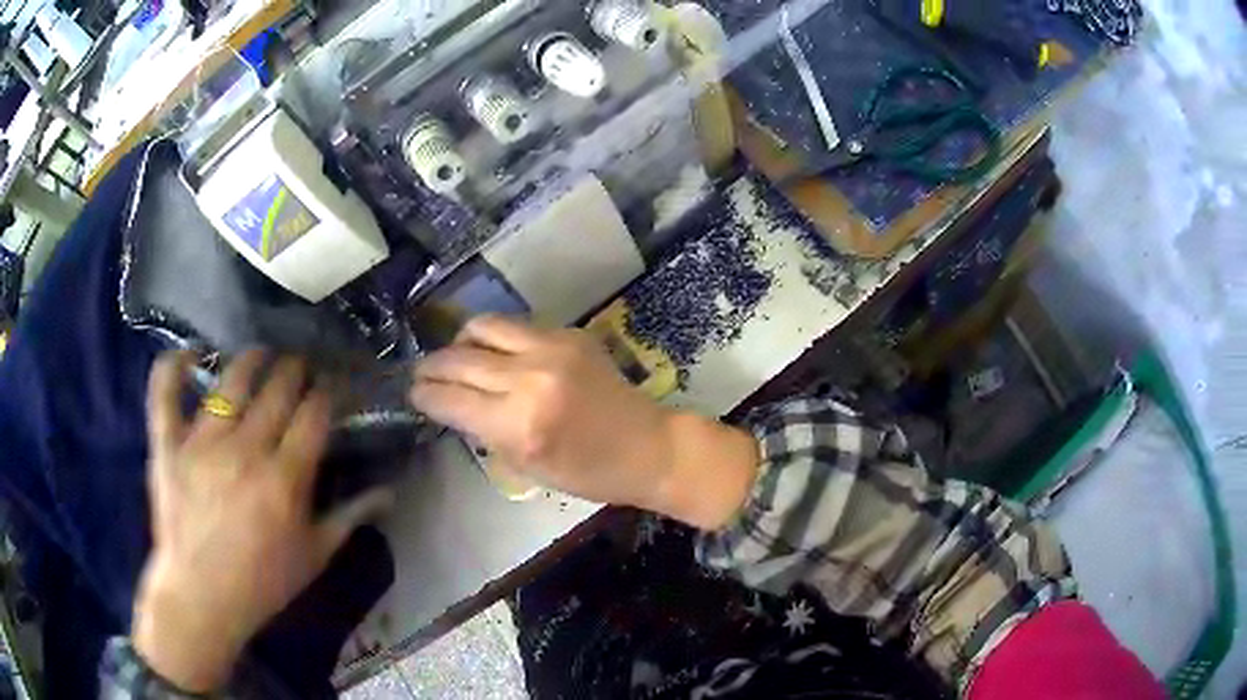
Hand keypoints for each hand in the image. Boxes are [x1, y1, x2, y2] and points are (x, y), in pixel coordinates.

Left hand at [133, 351, 391, 691]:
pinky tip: (191, 353)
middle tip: (301, 365)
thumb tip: (389, 492)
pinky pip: (165, 392)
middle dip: (295, 369)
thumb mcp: (314, 557)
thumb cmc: (262, 583)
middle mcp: (245, 451)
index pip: (314, 414)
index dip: (327, 391)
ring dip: (251, 360)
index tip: (332, 385)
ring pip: (230, 382)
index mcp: (284, 479)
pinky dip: (175, 366)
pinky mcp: (167, 445)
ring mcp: (201, 443)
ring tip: (261, 355)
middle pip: (277, 388)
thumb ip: (349, 518)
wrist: (201, 599)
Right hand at [409, 316, 759, 528]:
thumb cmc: (587, 472)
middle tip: (422, 374)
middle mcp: (529, 378)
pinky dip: (495, 338)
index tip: (413, 393)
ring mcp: (551, 348)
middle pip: (459, 359)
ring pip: (483, 327)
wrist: (646, 445)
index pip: (450, 399)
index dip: (424, 395)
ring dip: (460, 342)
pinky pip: (515, 326)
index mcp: (519, 425)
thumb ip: (484, 430)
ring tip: (457, 357)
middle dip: (432, 367)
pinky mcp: (568, 333)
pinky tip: (495, 353)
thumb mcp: (526, 465)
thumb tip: (450, 403)